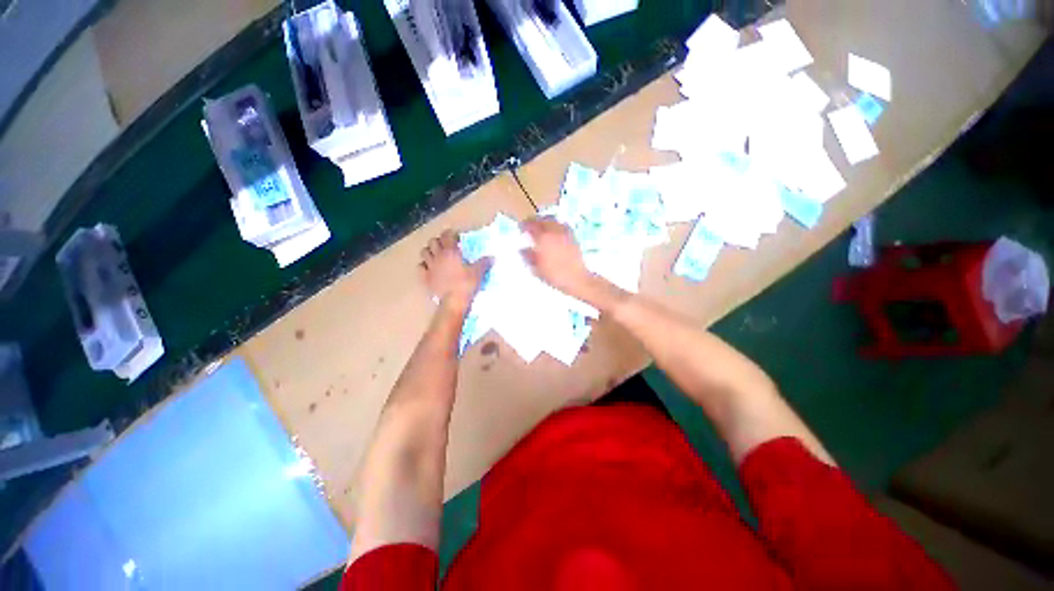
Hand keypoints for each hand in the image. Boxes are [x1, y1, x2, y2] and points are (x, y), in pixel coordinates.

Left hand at [419, 230, 488, 310]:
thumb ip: (484, 263)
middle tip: (446, 246)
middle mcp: (438, 256)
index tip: (456, 237)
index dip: (450, 234)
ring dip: (429, 251)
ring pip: (424, 252)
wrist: (453, 302)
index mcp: (450, 252)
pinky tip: (430, 268)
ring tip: (436, 255)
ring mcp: (430, 267)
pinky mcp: (425, 278)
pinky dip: (424, 265)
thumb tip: (492, 257)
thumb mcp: (478, 273)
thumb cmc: (466, 284)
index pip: (446, 235)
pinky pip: (420, 267)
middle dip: (439, 241)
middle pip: (433, 241)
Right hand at [521, 218, 594, 299]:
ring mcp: (565, 233)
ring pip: (553, 220)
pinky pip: (562, 225)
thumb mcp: (536, 269)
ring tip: (541, 227)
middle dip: (535, 221)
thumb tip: (522, 249)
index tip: (521, 228)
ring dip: (545, 221)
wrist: (576, 279)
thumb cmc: (554, 276)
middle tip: (530, 226)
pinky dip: (556, 225)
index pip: (531, 225)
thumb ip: (528, 257)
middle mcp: (554, 232)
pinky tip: (554, 232)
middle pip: (542, 219)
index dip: (524, 225)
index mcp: (543, 239)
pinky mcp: (573, 237)